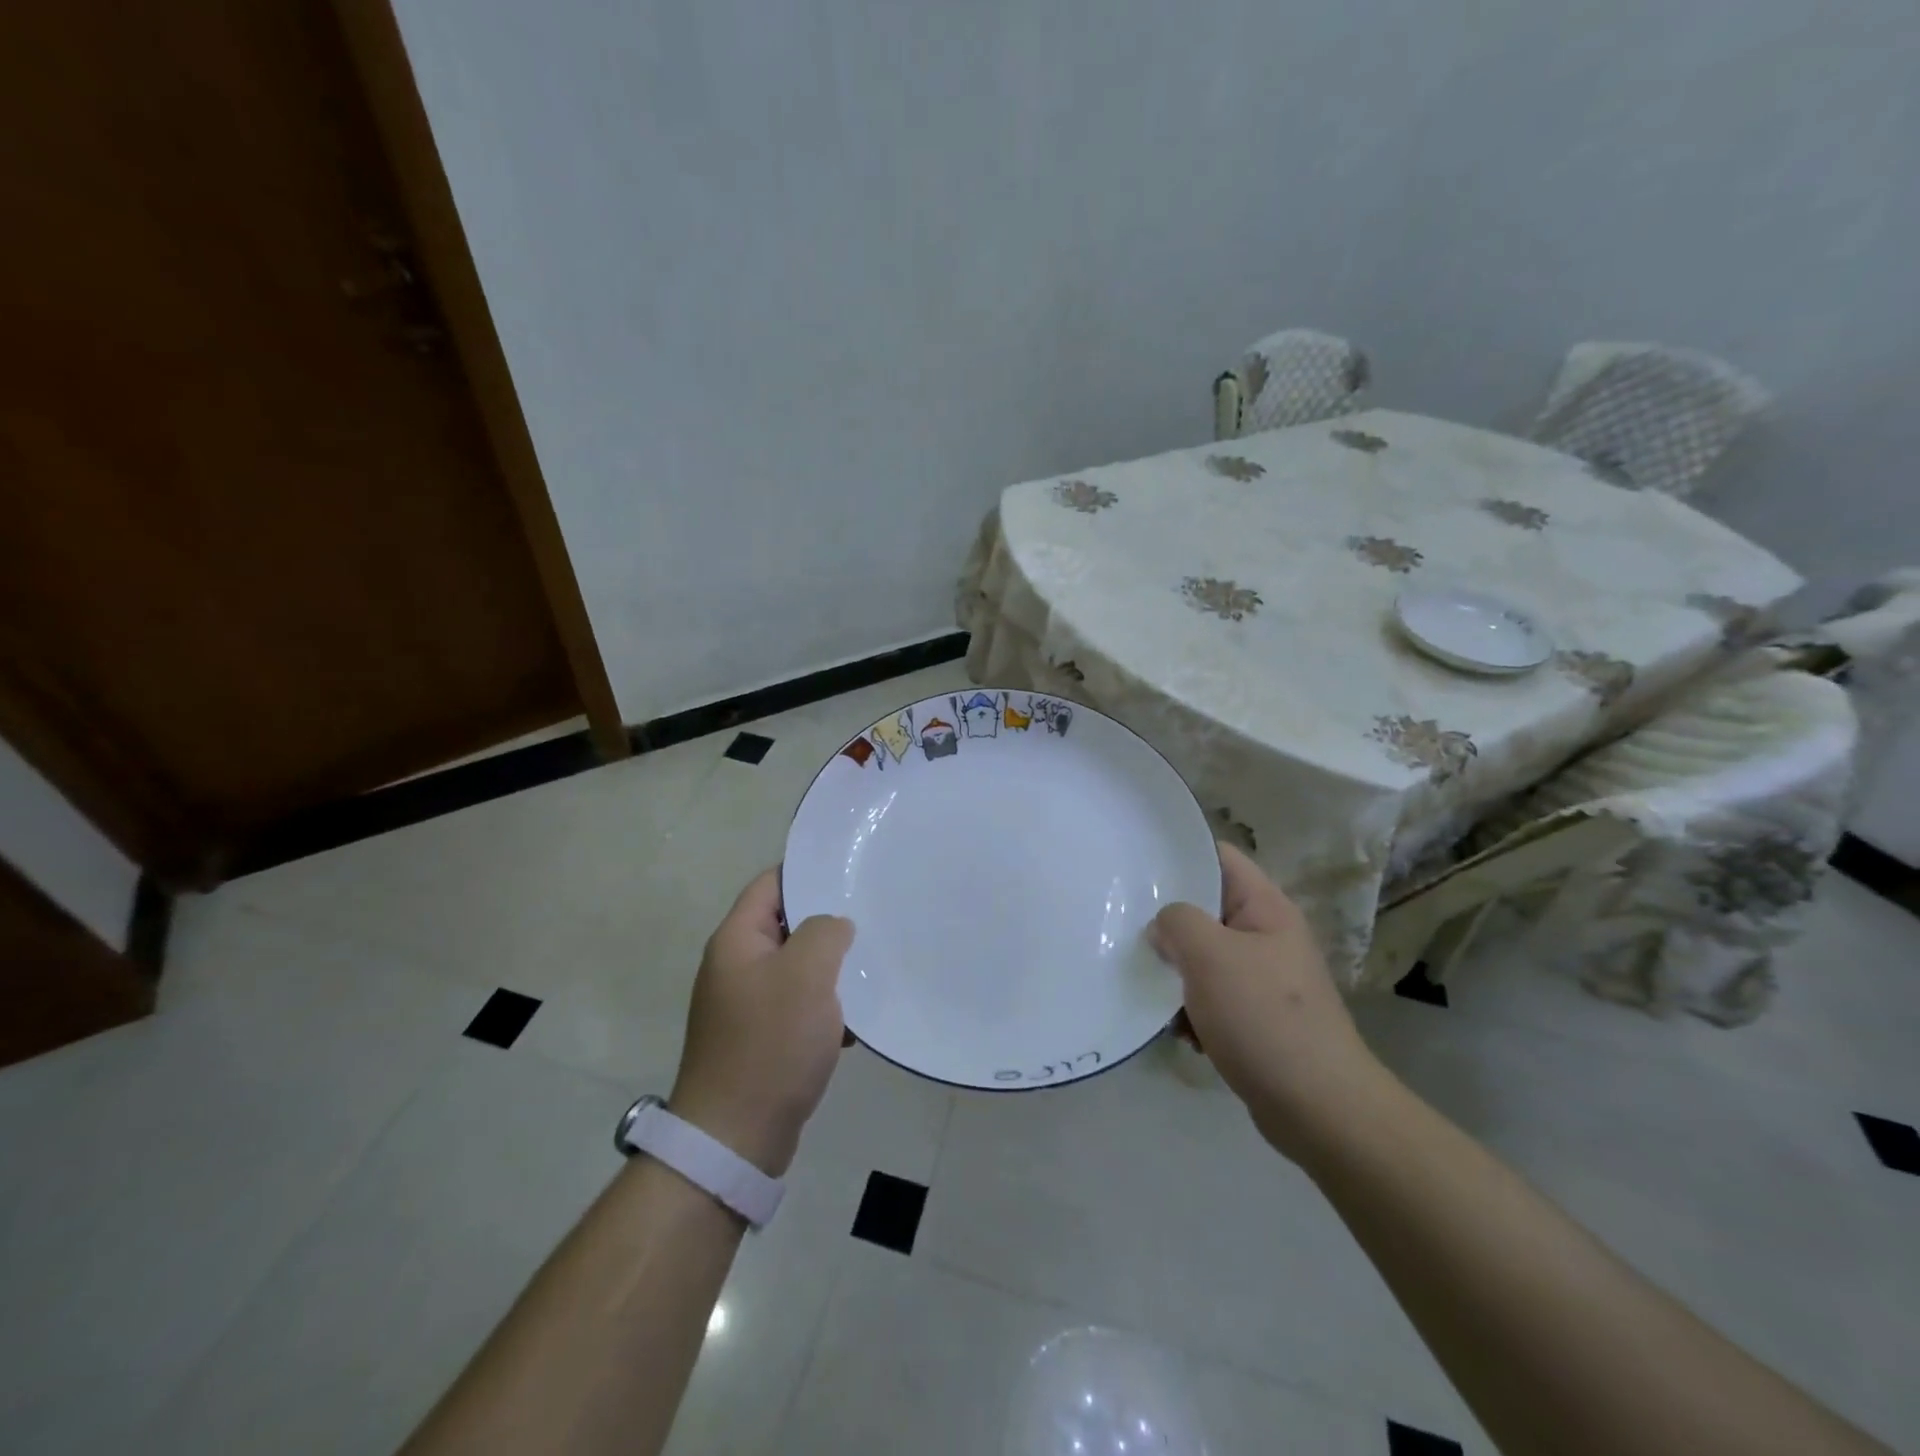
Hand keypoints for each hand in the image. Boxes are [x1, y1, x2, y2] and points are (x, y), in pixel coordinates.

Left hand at [669, 870, 853, 1176]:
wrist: (735, 1138)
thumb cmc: (770, 1043)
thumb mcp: (806, 974)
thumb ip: (825, 932)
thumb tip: (834, 926)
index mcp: (736, 941)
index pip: (770, 885)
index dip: (807, 873)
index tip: (849, 872)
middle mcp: (735, 967)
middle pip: (785, 926)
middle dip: (827, 925)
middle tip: (871, 920)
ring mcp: (745, 1006)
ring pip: (796, 969)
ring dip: (830, 971)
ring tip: (870, 972)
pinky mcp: (758, 1040)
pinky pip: (797, 1008)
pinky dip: (823, 1009)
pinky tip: (853, 1024)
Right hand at [1150, 844, 1385, 1160]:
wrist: (1318, 1109)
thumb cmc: (1264, 1017)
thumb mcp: (1210, 956)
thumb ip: (1177, 922)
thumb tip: (1163, 927)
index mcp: (1265, 908)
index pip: (1219, 857)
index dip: (1179, 854)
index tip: (1137, 864)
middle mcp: (1266, 936)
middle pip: (1206, 910)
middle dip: (1167, 921)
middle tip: (1124, 925)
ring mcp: (1263, 979)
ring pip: (1203, 958)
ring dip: (1174, 972)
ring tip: (1146, 983)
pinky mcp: (1255, 1019)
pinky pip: (1211, 998)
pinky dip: (1189, 1009)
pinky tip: (1174, 1028)